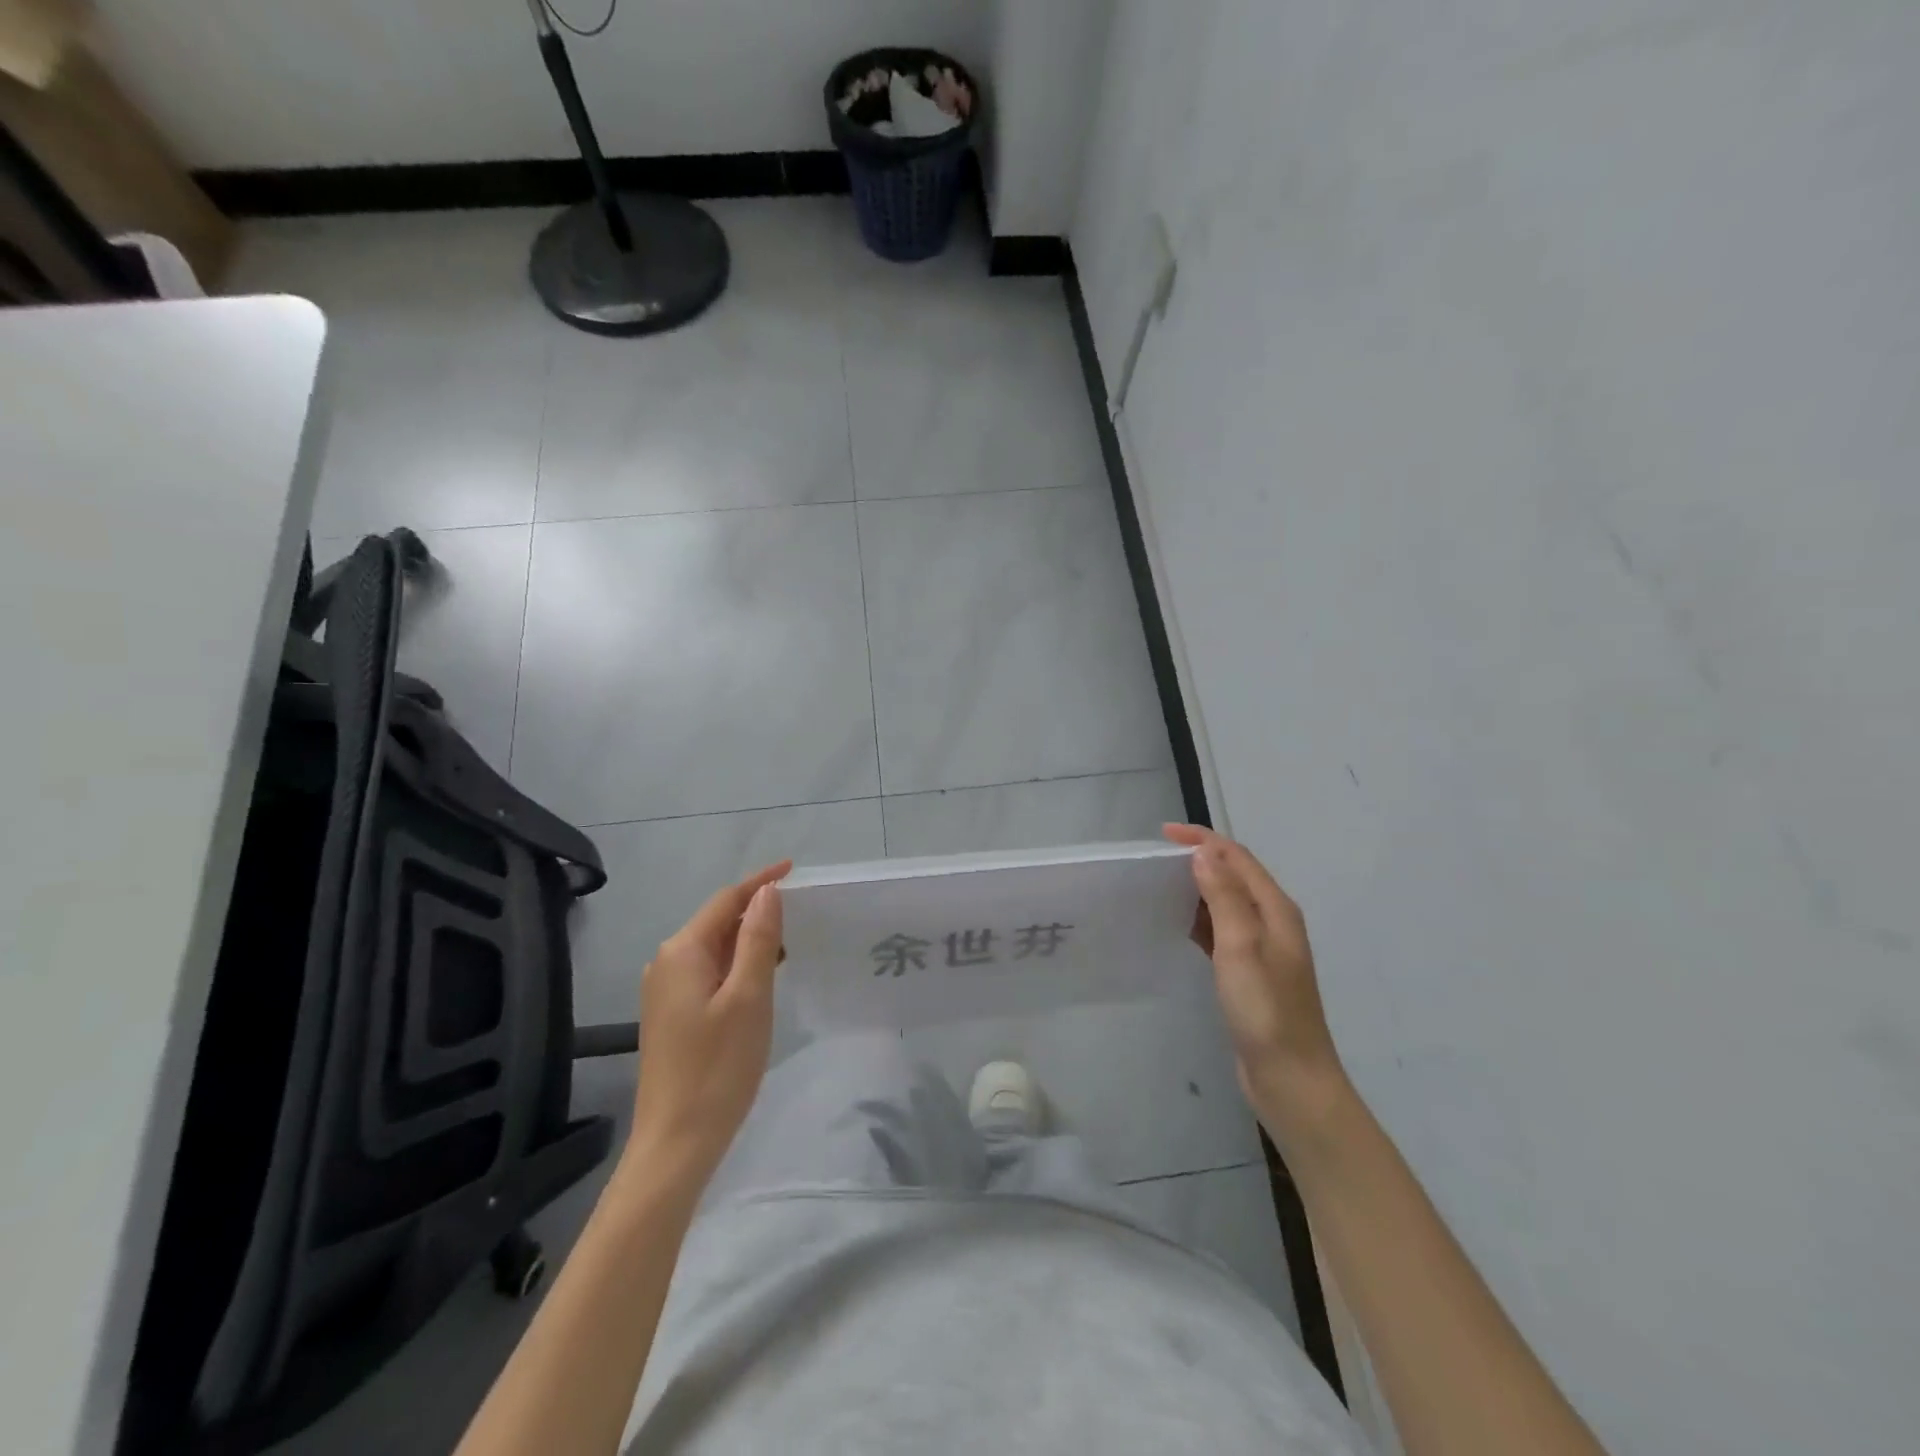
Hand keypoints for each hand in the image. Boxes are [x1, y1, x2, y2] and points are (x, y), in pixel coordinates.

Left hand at [625, 862, 790, 1185]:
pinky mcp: (672, 1015)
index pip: (726, 900)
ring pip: (715, 949)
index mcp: (682, 951)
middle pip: (717, 921)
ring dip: (750, 939)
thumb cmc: (718, 1067)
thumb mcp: (748, 996)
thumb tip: (767, 892)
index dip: (761, 882)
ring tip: (792, 941)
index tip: (795, 869)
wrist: (676, 1143)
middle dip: (757, 910)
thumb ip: (757, 939)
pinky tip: (763, 977)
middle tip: (803, 909)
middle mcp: (666, 963)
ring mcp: (666, 991)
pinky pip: (709, 973)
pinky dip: (738, 965)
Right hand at [1163, 826, 1349, 1142]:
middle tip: (1156, 860)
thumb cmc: (1265, 1010)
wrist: (1290, 1078)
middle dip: (1199, 859)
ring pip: (1226, 903)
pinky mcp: (1250, 972)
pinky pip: (1222, 930)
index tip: (1163, 835)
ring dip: (1198, 888)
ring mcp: (1263, 949)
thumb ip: (1223, 896)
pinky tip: (1178, 925)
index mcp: (1276, 910)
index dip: (1202, 840)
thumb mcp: (1241, 946)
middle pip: (1234, 876)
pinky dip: (1200, 919)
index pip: (1237, 858)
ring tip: (1159, 885)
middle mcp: (1273, 922)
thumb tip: (1203, 853)